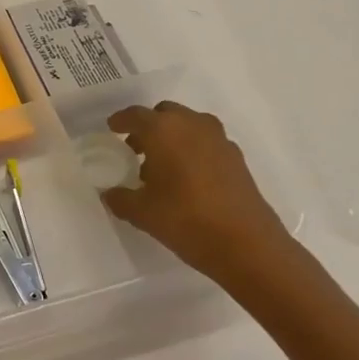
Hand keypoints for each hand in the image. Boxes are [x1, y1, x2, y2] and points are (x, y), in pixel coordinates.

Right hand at [101, 102, 303, 293]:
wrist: (248, 245)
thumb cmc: (186, 220)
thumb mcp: (142, 213)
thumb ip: (120, 198)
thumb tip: (110, 193)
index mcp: (163, 130)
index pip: (135, 115)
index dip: (121, 121)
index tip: (112, 128)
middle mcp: (192, 125)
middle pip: (165, 114)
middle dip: (149, 127)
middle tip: (136, 149)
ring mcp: (219, 140)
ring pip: (189, 125)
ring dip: (173, 137)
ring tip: (162, 166)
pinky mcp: (237, 158)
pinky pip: (206, 143)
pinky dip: (193, 150)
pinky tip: (188, 178)